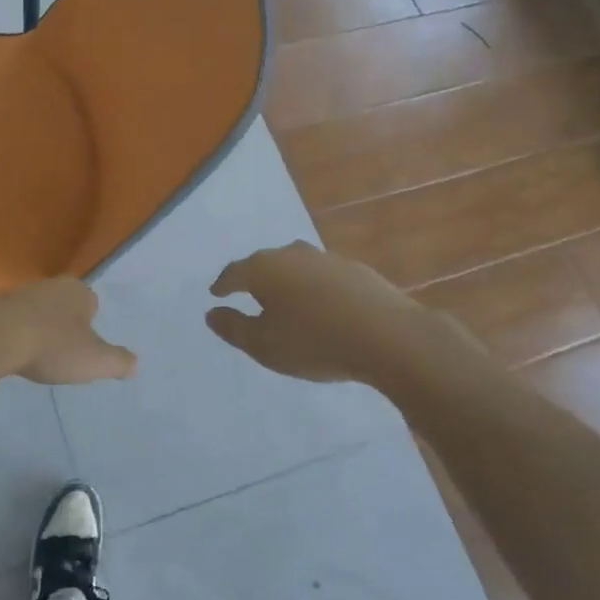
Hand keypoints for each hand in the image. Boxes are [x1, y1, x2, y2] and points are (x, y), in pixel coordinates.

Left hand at [0, 278, 136, 385]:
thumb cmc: (52, 346)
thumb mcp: (96, 361)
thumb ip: (119, 362)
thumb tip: (134, 364)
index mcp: (78, 291)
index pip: (92, 304)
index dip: (89, 327)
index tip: (82, 349)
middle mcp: (50, 284)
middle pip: (64, 306)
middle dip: (64, 326)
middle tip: (60, 354)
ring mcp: (19, 292)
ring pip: (38, 311)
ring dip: (38, 329)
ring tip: (35, 356)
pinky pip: (13, 319)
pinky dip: (15, 333)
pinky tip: (12, 353)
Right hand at [206, 242, 479, 385]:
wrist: (388, 336)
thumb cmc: (314, 341)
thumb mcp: (264, 345)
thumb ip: (233, 328)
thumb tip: (211, 312)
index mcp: (264, 268)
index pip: (234, 272)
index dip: (223, 284)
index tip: (216, 293)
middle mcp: (292, 254)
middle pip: (265, 264)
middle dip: (254, 279)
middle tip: (248, 295)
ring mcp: (326, 258)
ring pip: (296, 267)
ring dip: (287, 282)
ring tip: (285, 301)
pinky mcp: (355, 269)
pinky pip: (322, 277)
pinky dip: (314, 288)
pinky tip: (321, 306)